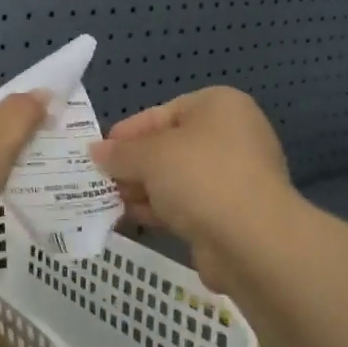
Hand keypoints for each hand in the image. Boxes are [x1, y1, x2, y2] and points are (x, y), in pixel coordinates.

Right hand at [89, 87, 293, 292]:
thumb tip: (95, 151)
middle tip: (99, 179)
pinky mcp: (232, 212)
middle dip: (134, 164)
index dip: (128, 132)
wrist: (251, 239)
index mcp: (219, 107)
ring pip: (177, 178)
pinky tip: (131, 218)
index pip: (162, 113)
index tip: (99, 151)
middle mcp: (232, 136)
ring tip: (108, 201)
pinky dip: (161, 210)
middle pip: (170, 146)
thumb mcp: (149, 157)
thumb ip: (120, 153)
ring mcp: (235, 176)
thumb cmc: (199, 177)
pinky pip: (188, 204)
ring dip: (144, 189)